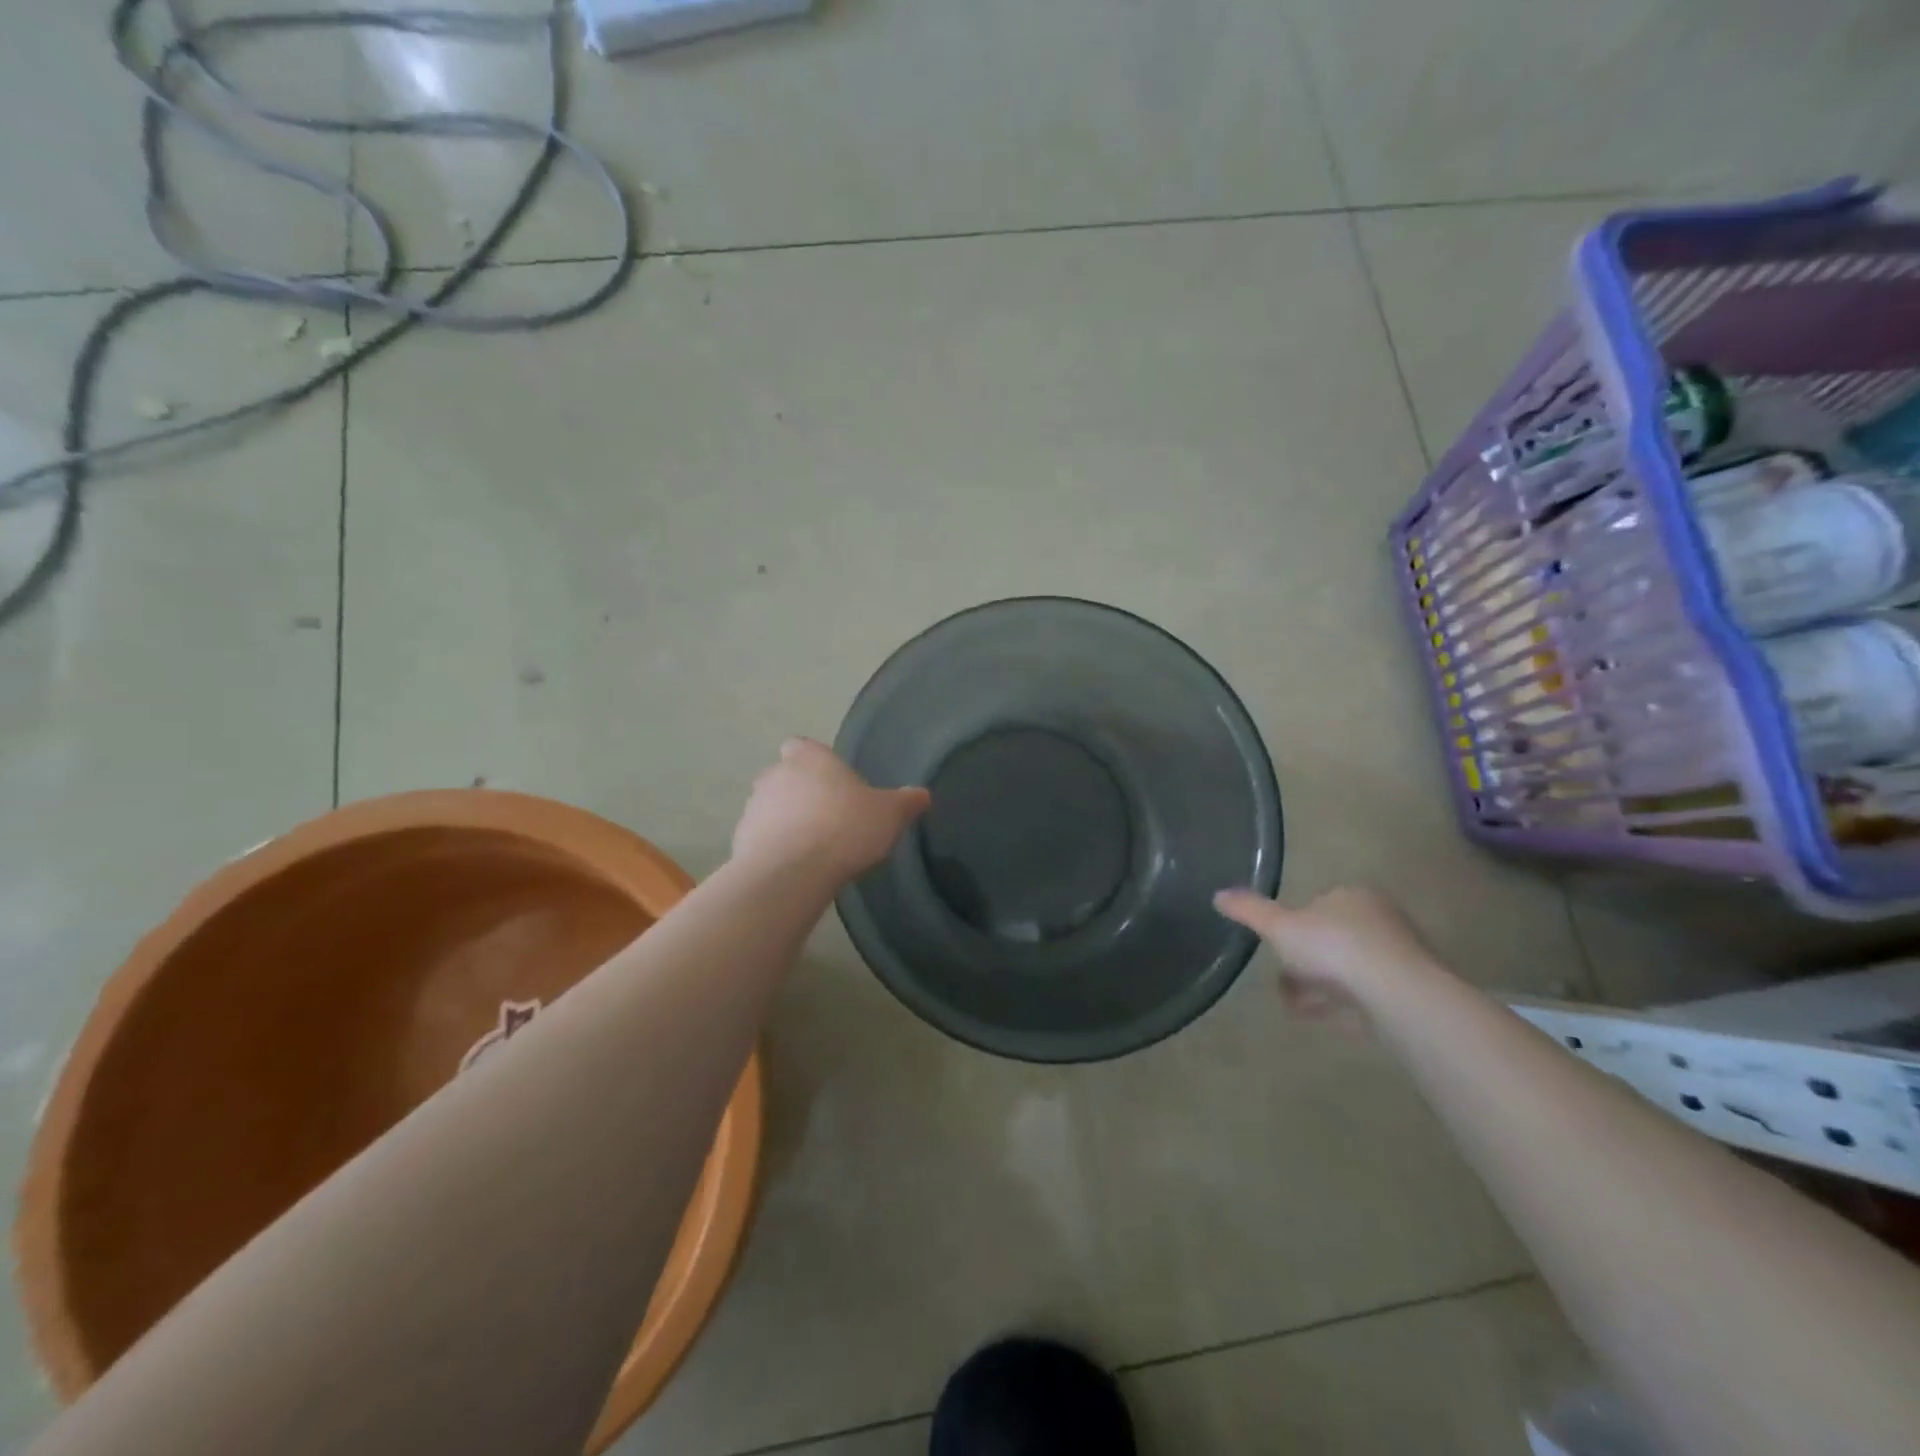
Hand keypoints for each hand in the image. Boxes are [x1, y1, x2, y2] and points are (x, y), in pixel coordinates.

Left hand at [732, 738, 930, 879]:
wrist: (792, 872)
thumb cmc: (845, 828)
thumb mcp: (889, 815)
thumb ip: (906, 802)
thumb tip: (923, 795)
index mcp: (809, 757)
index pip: (803, 746)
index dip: (816, 761)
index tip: (833, 782)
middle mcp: (775, 774)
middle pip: (786, 776)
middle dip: (802, 793)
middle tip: (829, 817)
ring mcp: (753, 807)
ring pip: (771, 807)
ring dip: (786, 821)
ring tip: (813, 848)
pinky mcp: (740, 840)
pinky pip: (761, 838)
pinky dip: (775, 848)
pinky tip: (796, 867)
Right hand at [1213, 886, 1438, 1025]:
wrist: (1397, 993)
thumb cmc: (1334, 947)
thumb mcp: (1279, 926)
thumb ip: (1249, 911)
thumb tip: (1218, 894)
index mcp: (1351, 896)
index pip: (1317, 905)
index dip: (1292, 926)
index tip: (1277, 948)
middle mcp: (1379, 920)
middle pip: (1331, 939)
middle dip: (1304, 961)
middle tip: (1282, 980)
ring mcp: (1398, 958)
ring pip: (1347, 970)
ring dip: (1318, 986)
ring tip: (1293, 1006)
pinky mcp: (1408, 993)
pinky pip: (1364, 996)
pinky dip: (1339, 1005)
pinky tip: (1319, 1019)